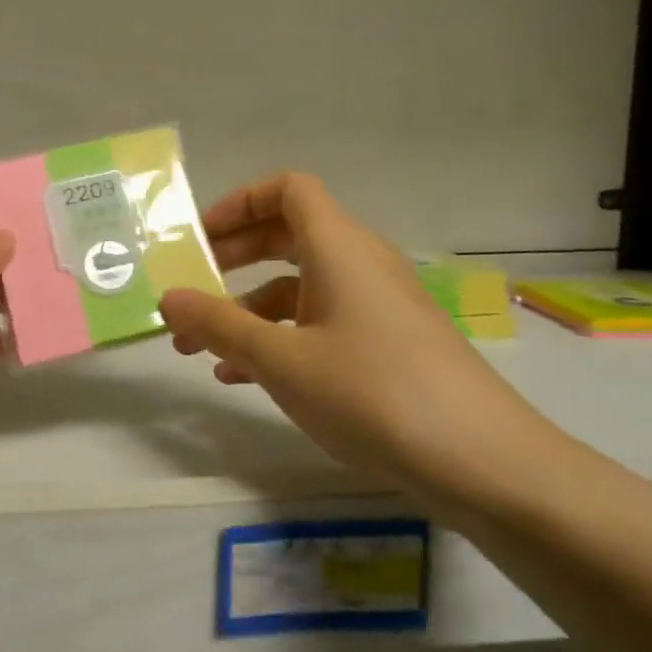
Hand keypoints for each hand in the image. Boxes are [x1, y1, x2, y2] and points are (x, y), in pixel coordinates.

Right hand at [159, 173, 547, 495]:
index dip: (240, 202)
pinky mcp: (387, 345)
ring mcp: (376, 306)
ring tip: (200, 350)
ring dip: (248, 309)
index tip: (200, 239)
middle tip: (190, 288)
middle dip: (233, 258)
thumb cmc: (372, 392)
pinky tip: (244, 378)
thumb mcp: (280, 360)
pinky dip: (280, 338)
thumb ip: (218, 324)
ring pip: (300, 286)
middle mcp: (359, 264)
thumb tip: (168, 297)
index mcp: (338, 247)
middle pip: (288, 235)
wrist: (482, 462)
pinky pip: (321, 323)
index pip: (287, 190)